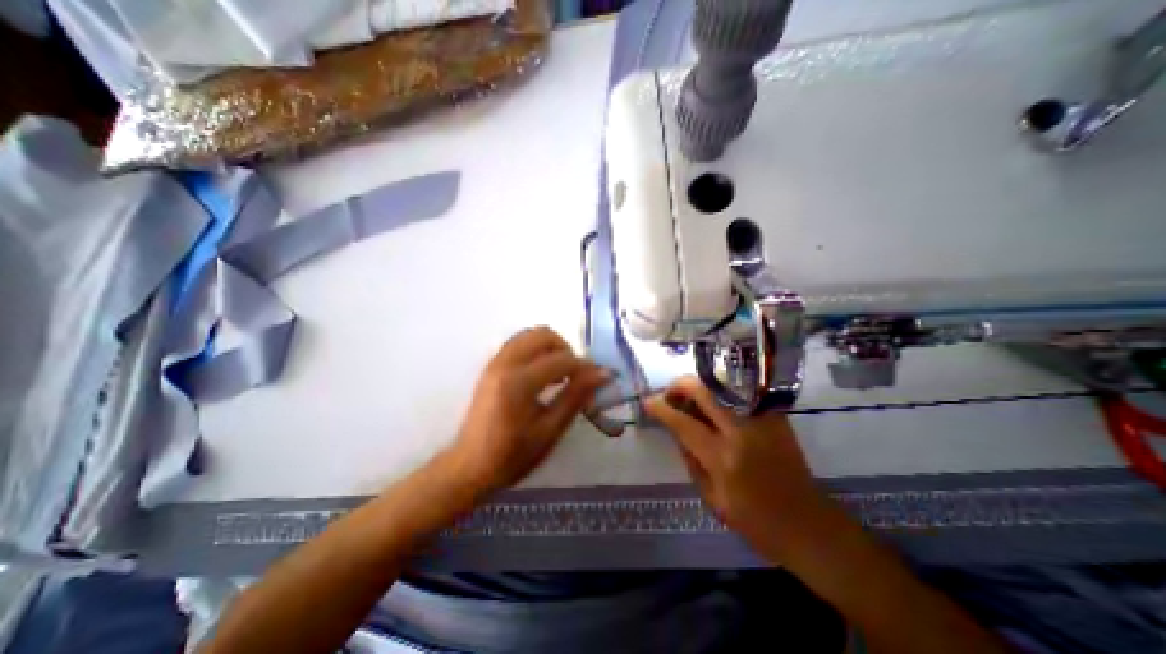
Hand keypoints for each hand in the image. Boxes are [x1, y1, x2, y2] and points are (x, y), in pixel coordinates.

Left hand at [443, 330, 611, 498]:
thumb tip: (602, 374)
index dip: (584, 366)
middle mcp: (505, 364)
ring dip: (550, 347)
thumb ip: (576, 396)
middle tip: (575, 374)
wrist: (471, 466)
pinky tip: (542, 374)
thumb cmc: (513, 455)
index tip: (598, 378)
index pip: (560, 359)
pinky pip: (519, 344)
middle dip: (565, 349)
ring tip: (560, 373)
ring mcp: (495, 362)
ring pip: (529, 335)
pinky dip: (536, 350)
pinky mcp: (491, 366)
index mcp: (518, 382)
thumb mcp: (550, 430)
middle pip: (543, 334)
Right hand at [641, 375, 832, 553]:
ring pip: (723, 385)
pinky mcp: (775, 416)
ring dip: (700, 387)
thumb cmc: (756, 522)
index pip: (683, 422)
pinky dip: (722, 394)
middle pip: (704, 390)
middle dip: (679, 386)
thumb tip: (676, 429)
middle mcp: (742, 432)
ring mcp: (762, 420)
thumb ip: (690, 459)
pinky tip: (716, 406)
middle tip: (670, 394)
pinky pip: (740, 394)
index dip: (661, 409)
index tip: (648, 402)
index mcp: (723, 459)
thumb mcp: (712, 499)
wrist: (809, 525)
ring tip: (691, 400)